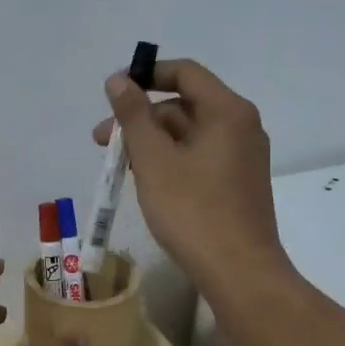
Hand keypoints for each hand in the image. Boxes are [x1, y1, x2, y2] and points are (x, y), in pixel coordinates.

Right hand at [93, 58, 288, 299]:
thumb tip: (118, 80)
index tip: (112, 93)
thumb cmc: (193, 211)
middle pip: (184, 106)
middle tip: (102, 142)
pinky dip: (170, 160)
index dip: (146, 75)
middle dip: (141, 118)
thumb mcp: (154, 160)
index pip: (185, 73)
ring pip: (189, 135)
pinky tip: (146, 182)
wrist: (239, 272)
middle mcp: (241, 127)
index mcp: (227, 111)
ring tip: (119, 167)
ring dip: (151, 142)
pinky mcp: (237, 183)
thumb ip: (134, 116)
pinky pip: (199, 157)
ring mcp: (242, 157)